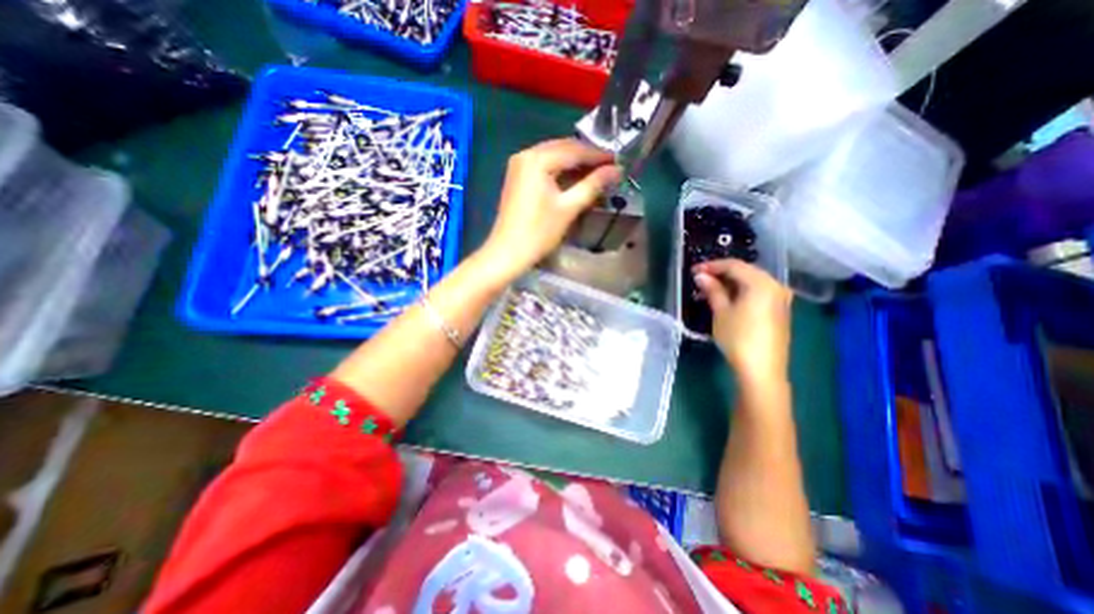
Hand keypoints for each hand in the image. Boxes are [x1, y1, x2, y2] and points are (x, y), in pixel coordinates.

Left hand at [479, 136, 623, 280]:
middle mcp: (526, 155)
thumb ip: (593, 185)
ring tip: (596, 174)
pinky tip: (575, 179)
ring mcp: (519, 165)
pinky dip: (561, 170)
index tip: (618, 163)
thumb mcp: (569, 208)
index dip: (599, 156)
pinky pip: (544, 166)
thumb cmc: (539, 232)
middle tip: (609, 168)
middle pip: (563, 148)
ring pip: (554, 156)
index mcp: (538, 159)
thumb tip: (617, 170)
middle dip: (587, 157)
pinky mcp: (518, 177)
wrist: (508, 252)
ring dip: (575, 163)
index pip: (575, 150)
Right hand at [696, 259, 790, 384]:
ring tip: (711, 289)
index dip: (712, 266)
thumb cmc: (738, 338)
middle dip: (722, 273)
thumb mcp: (721, 312)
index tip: (694, 270)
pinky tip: (728, 299)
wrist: (762, 370)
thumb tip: (701, 276)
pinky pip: (759, 292)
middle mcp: (776, 286)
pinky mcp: (780, 311)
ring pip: (752, 282)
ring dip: (731, 283)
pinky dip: (742, 292)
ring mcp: (781, 299)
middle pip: (746, 271)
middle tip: (701, 279)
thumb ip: (713, 290)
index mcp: (762, 283)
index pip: (734, 265)